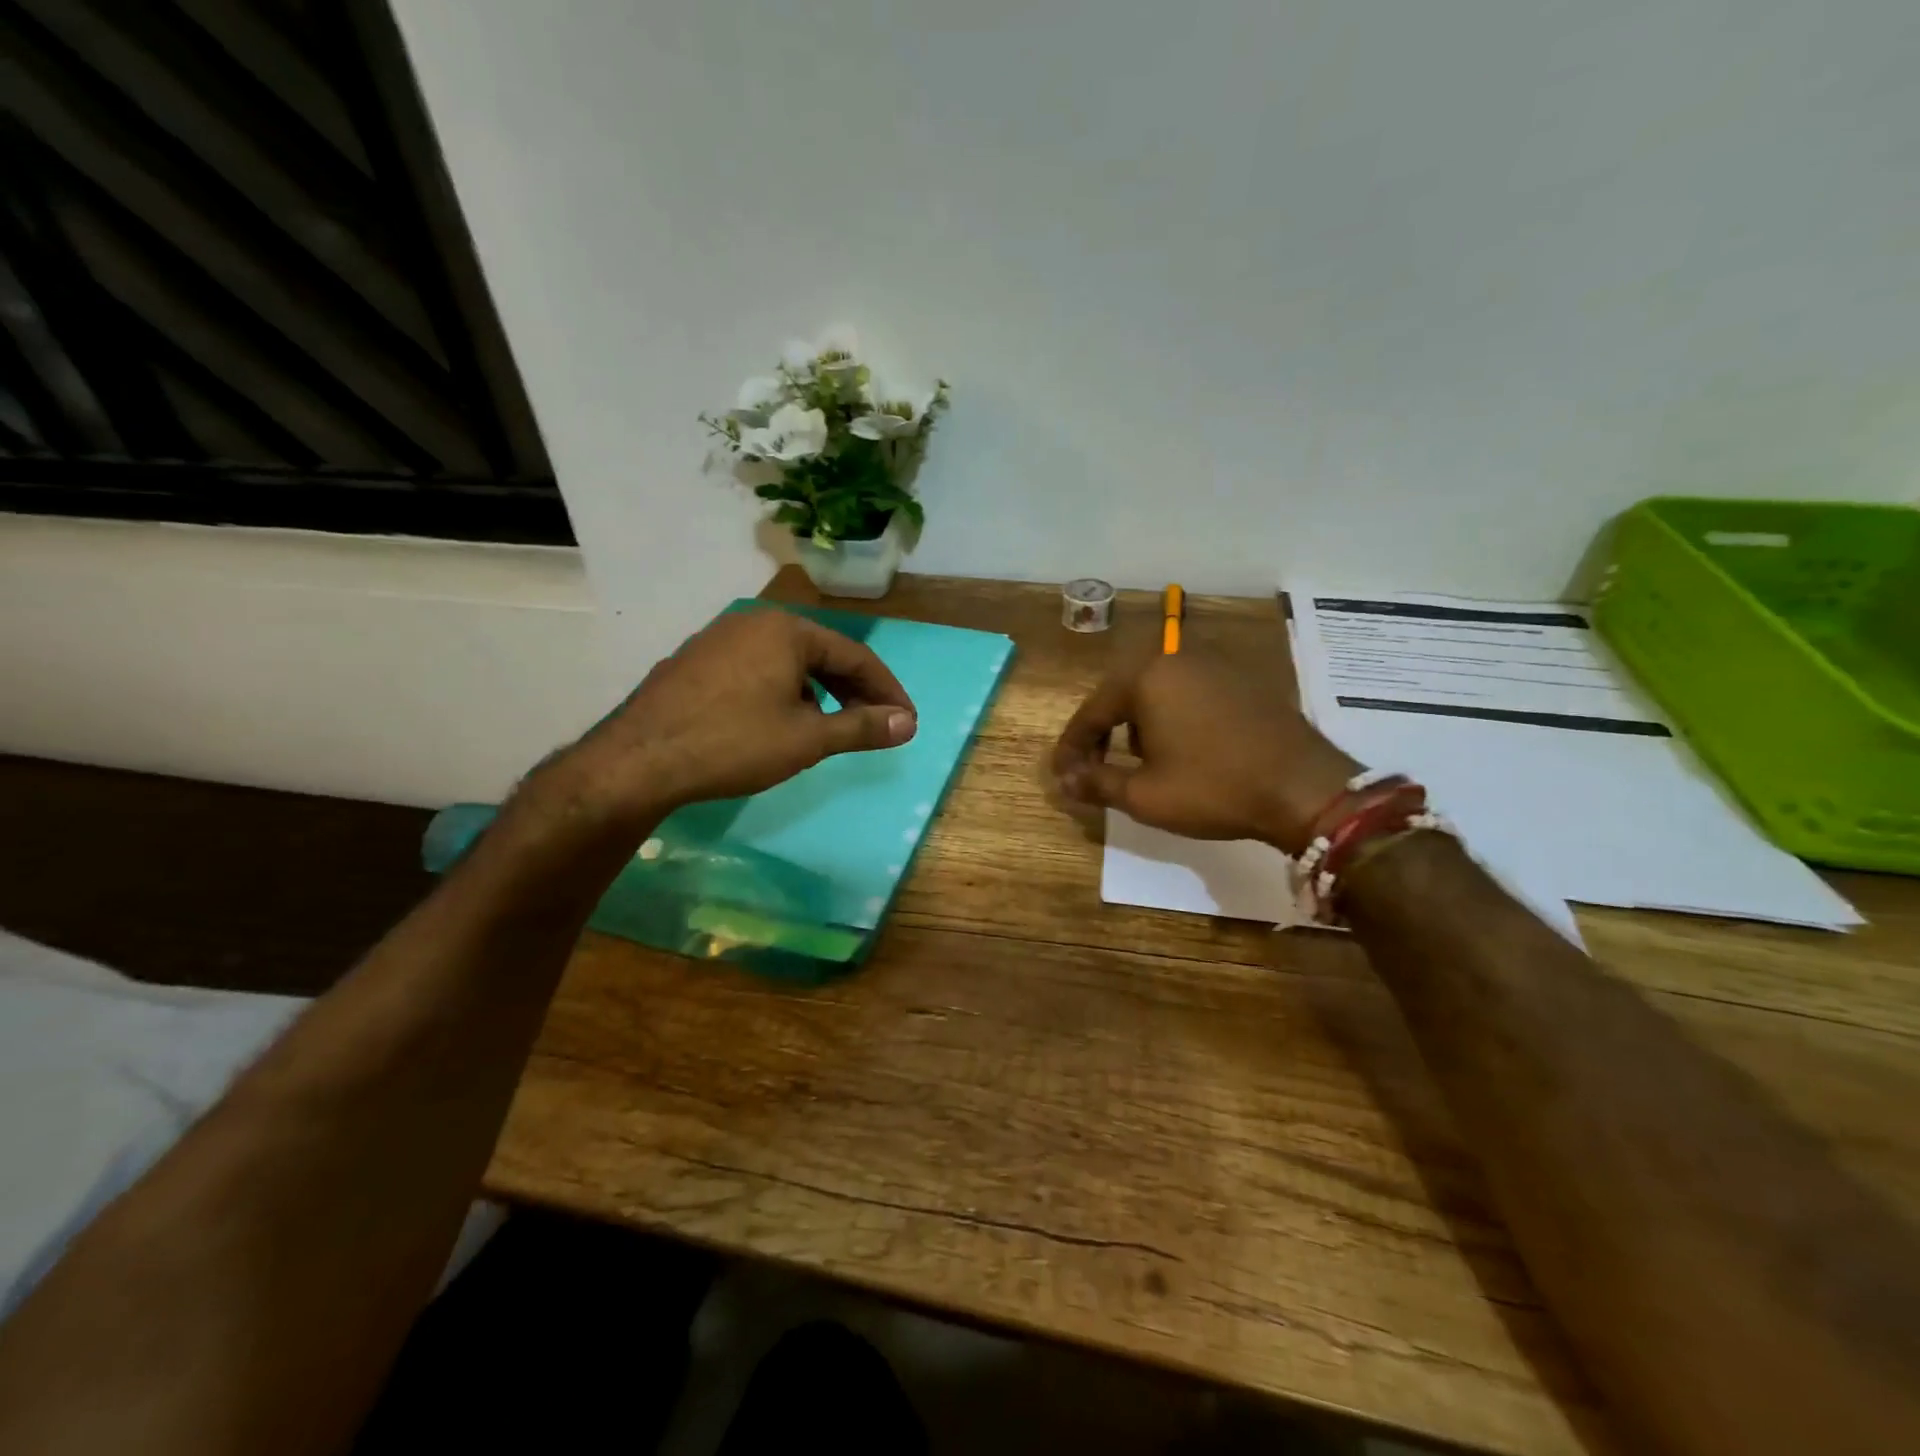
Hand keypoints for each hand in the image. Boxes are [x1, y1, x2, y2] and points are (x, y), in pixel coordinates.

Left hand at [560, 608, 916, 822]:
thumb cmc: (733, 743)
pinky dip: (783, 692)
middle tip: (875, 724)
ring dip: (819, 692)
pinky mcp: (696, 661)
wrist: (638, 761)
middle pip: (821, 655)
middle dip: (853, 691)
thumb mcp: (807, 739)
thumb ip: (862, 728)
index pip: (855, 656)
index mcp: (787, 630)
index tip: (906, 720)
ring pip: (787, 663)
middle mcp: (754, 623)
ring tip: (831, 727)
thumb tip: (907, 723)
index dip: (886, 690)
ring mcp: (719, 639)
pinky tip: (780, 722)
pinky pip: (756, 670)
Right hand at [1052, 652, 1359, 852]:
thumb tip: (1063, 782)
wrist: (1305, 788)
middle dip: (1104, 734)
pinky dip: (1171, 718)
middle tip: (1094, 769)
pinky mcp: (1241, 679)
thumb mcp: (1145, 795)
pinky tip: (1179, 748)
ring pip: (1154, 692)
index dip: (1071, 749)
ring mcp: (1213, 665)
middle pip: (1121, 696)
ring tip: (1139, 762)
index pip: (1091, 713)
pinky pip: (1188, 693)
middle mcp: (1176, 658)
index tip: (1061, 778)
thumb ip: (1096, 783)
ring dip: (1137, 725)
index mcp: (1146, 677)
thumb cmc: (1214, 788)